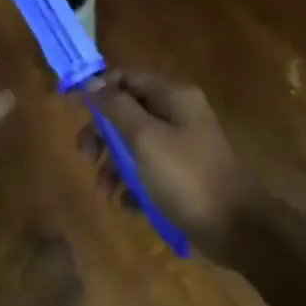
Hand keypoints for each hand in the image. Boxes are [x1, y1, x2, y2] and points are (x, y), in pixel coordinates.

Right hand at [78, 69, 261, 256]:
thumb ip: (116, 107)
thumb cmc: (186, 177)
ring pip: (134, 145)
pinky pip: (147, 172)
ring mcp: (182, 146)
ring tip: (106, 193)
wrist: (236, 228)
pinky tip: (129, 206)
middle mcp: (179, 115)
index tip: (70, 107)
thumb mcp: (145, 138)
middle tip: (85, 158)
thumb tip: (91, 81)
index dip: (97, 88)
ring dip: (113, 167)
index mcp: (174, 97)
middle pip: (127, 112)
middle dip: (103, 135)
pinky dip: (133, 186)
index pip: (127, 77)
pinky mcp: (182, 176)